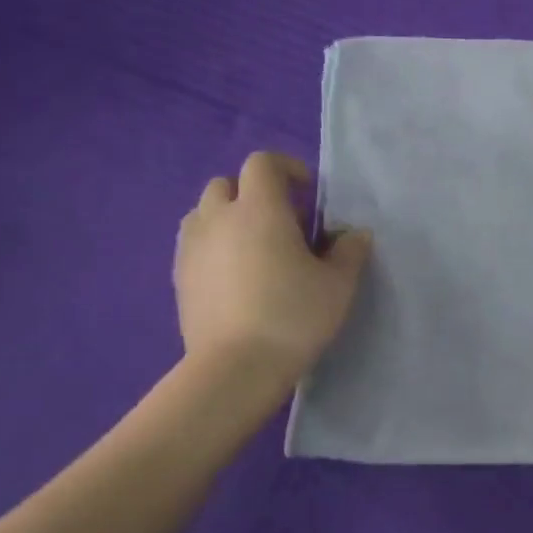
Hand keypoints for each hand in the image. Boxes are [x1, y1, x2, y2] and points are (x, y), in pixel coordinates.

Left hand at [174, 152, 371, 384]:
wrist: (236, 368)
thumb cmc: (294, 316)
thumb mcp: (339, 284)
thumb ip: (350, 251)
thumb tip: (354, 233)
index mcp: (259, 210)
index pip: (263, 164)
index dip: (287, 168)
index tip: (308, 193)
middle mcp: (218, 219)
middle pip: (227, 184)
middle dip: (254, 193)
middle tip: (283, 222)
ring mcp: (192, 248)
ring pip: (204, 213)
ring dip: (229, 218)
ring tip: (256, 247)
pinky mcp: (179, 277)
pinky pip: (195, 244)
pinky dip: (215, 246)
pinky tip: (237, 276)